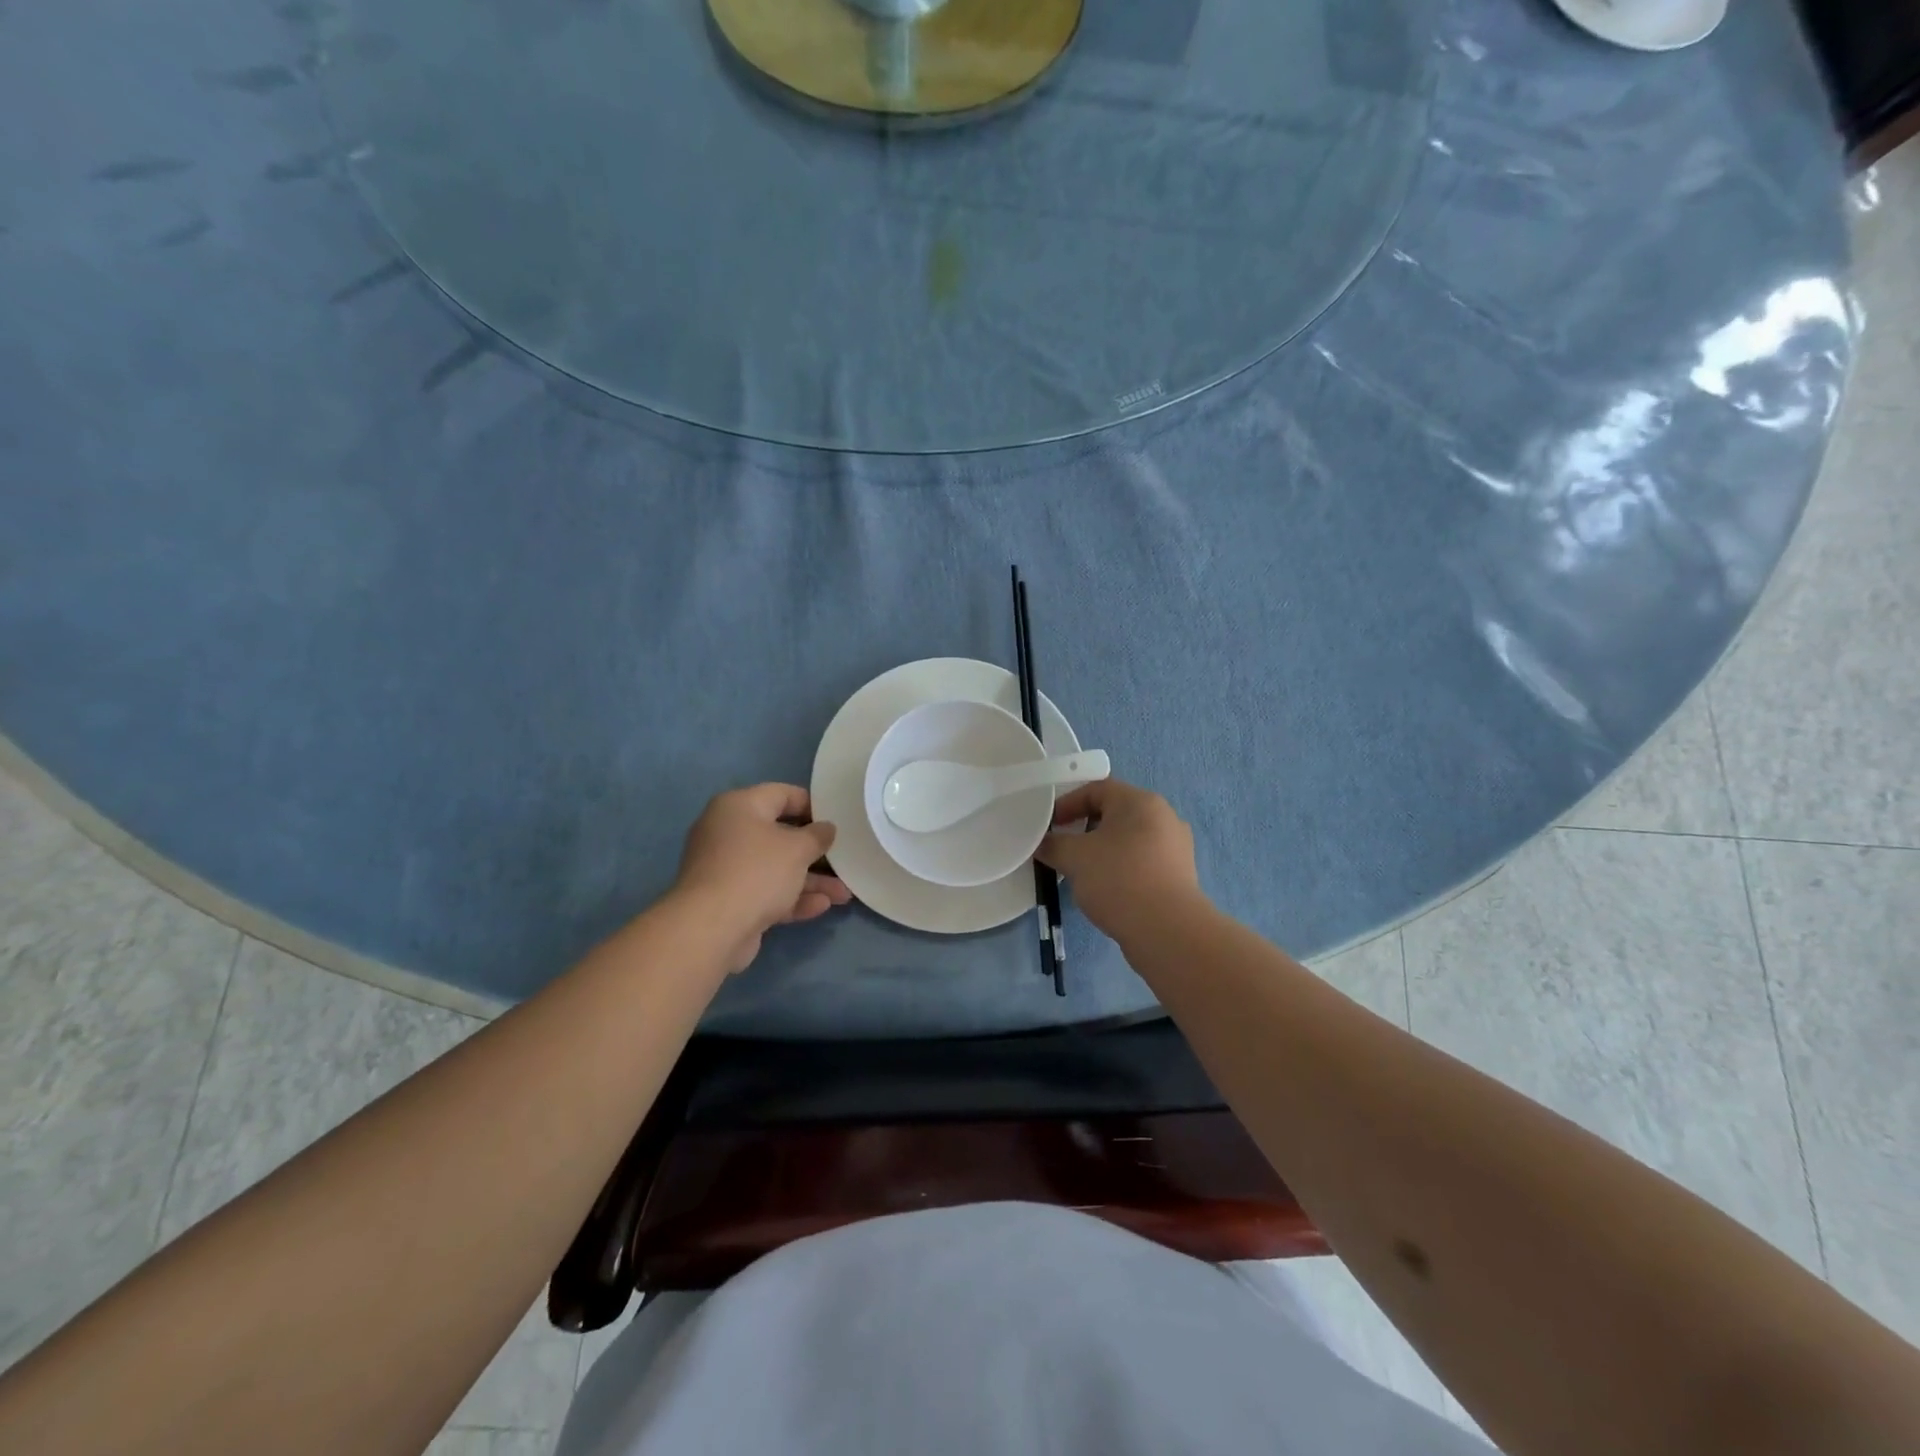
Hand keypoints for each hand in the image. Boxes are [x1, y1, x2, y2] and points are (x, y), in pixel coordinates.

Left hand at [674, 784, 851, 972]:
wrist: (711, 928)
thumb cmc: (757, 872)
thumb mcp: (797, 848)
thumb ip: (818, 835)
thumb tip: (826, 828)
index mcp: (739, 807)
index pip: (782, 794)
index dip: (813, 805)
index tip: (838, 820)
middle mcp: (728, 832)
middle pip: (780, 835)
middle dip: (815, 852)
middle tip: (844, 859)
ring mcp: (726, 869)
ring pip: (776, 868)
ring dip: (810, 880)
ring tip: (844, 894)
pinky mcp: (729, 900)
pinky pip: (766, 892)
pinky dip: (792, 898)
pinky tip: (822, 907)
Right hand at [1035, 778, 1201, 941]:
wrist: (1167, 931)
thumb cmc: (1118, 879)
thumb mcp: (1074, 858)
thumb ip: (1053, 844)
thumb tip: (1044, 843)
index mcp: (1140, 802)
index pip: (1097, 789)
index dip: (1068, 803)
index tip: (1049, 825)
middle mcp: (1164, 817)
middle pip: (1115, 813)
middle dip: (1084, 828)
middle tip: (1063, 848)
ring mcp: (1176, 847)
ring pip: (1129, 840)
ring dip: (1102, 850)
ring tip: (1082, 872)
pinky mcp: (1180, 875)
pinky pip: (1142, 862)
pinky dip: (1121, 868)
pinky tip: (1107, 890)